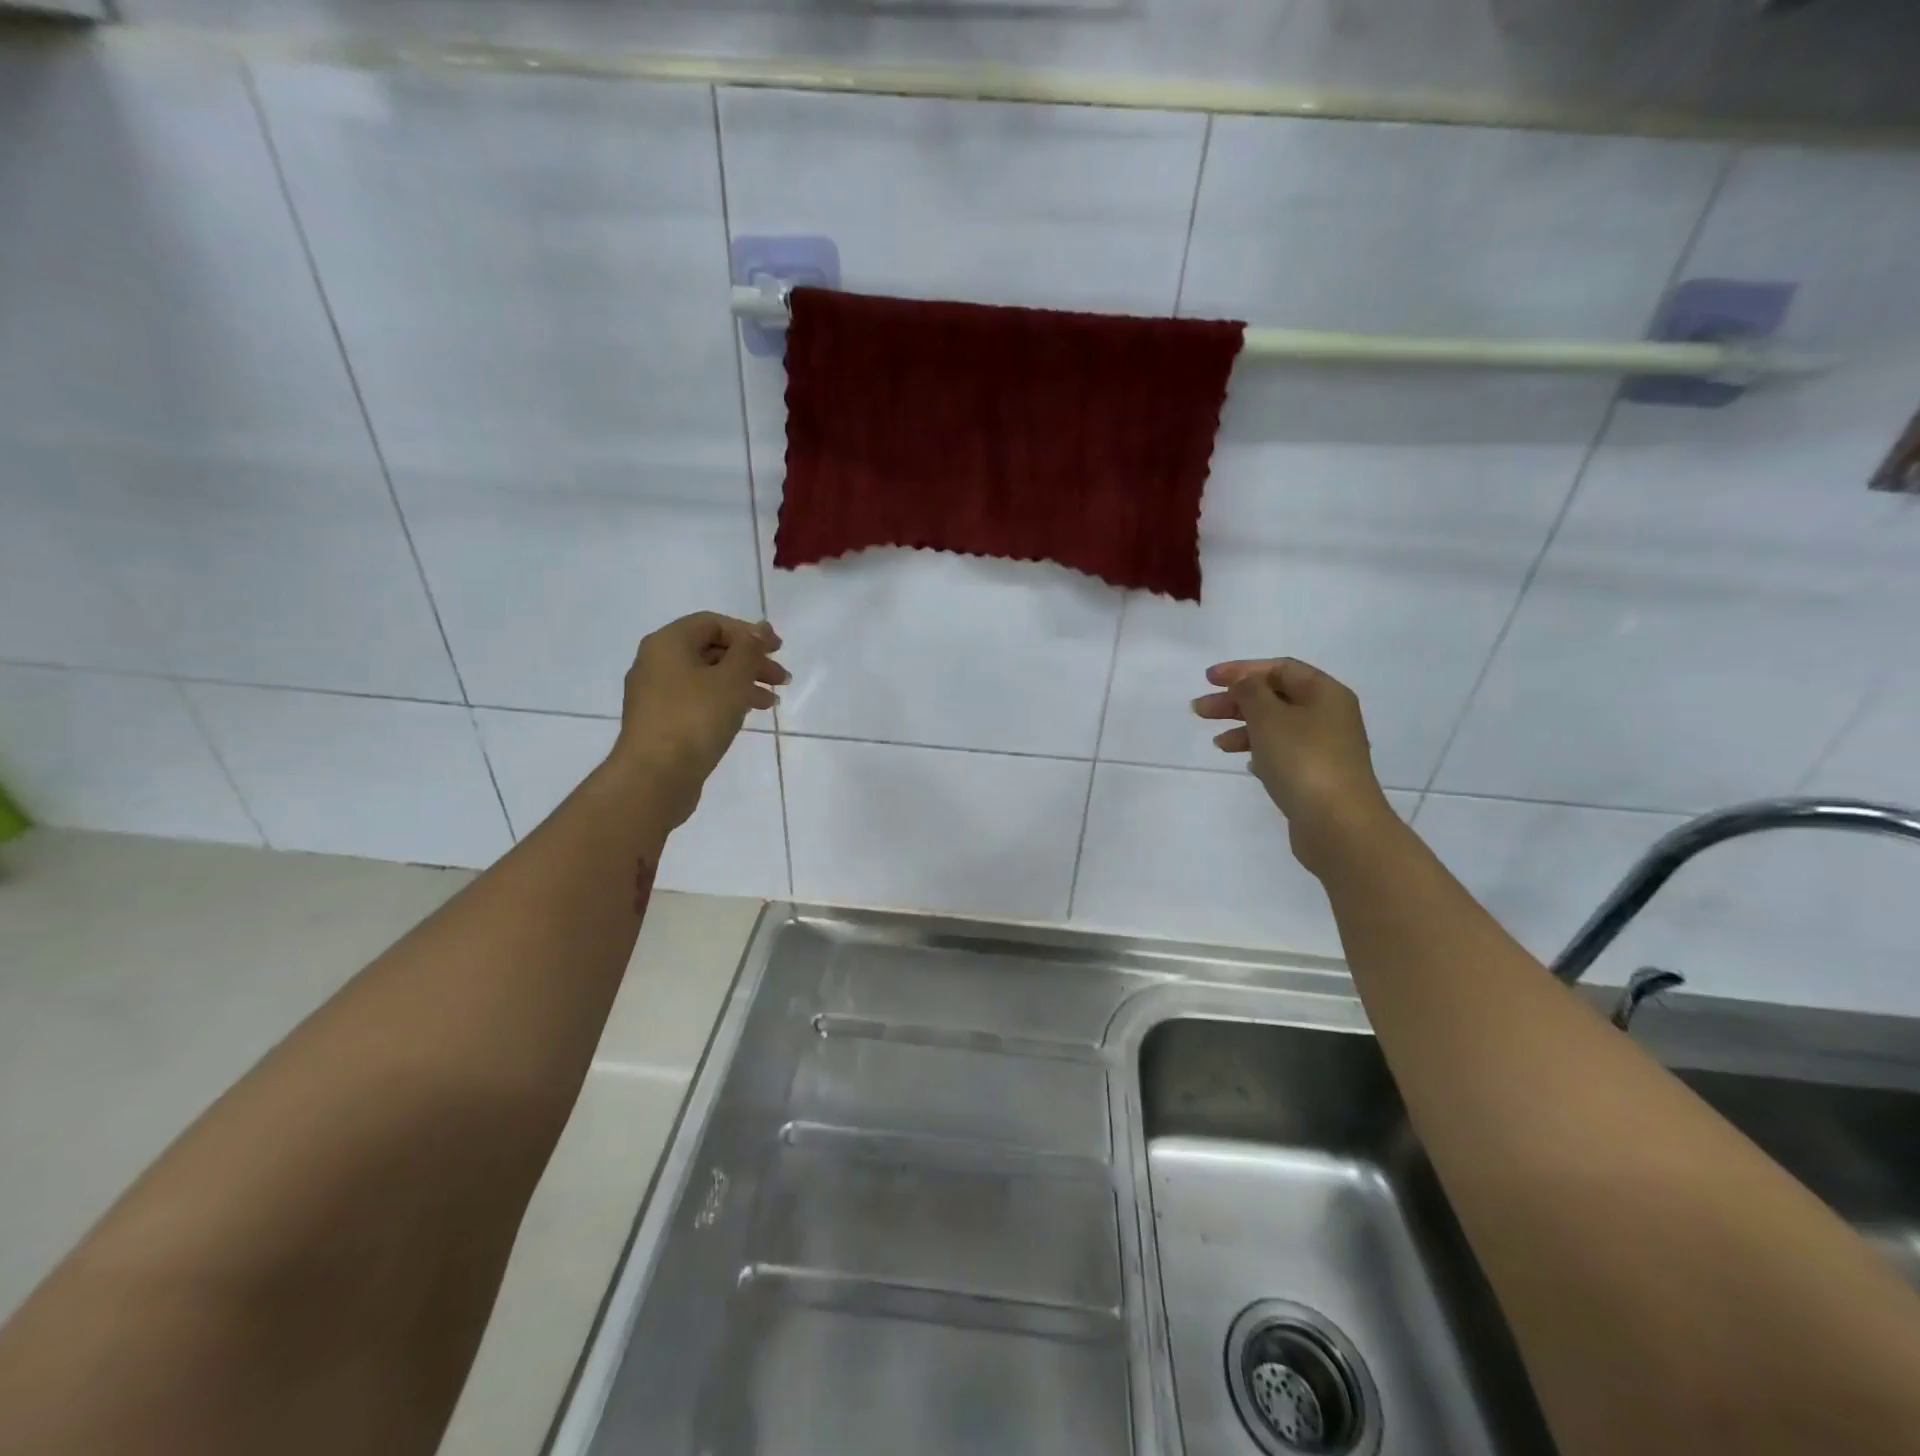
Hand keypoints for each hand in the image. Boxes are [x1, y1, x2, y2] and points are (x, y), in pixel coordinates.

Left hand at [608, 613, 787, 827]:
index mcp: (668, 643)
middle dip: (750, 662)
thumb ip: (750, 649)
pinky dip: (724, 702)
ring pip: (706, 678)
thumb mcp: (731, 679)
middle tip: (781, 680)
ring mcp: (655, 694)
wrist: (655, 777)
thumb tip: (760, 628)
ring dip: (742, 684)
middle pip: (711, 650)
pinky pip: (697, 700)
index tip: (778, 651)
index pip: (713, 623)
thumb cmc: (695, 718)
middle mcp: (656, 662)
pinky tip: (744, 716)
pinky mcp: (660, 722)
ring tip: (771, 703)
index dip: (749, 633)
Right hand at [1192, 657, 1396, 875]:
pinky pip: (1283, 753)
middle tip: (1200, 711)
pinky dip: (1260, 751)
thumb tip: (1244, 680)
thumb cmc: (1303, 760)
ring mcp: (1326, 748)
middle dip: (1236, 701)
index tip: (1208, 680)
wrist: (1338, 824)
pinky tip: (1246, 763)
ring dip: (1244, 728)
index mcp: (1325, 693)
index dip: (1242, 670)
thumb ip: (1250, 692)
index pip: (1280, 669)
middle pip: (1276, 698)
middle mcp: (1330, 716)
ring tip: (1217, 743)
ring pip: (1277, 727)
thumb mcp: (1269, 718)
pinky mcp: (1318, 776)